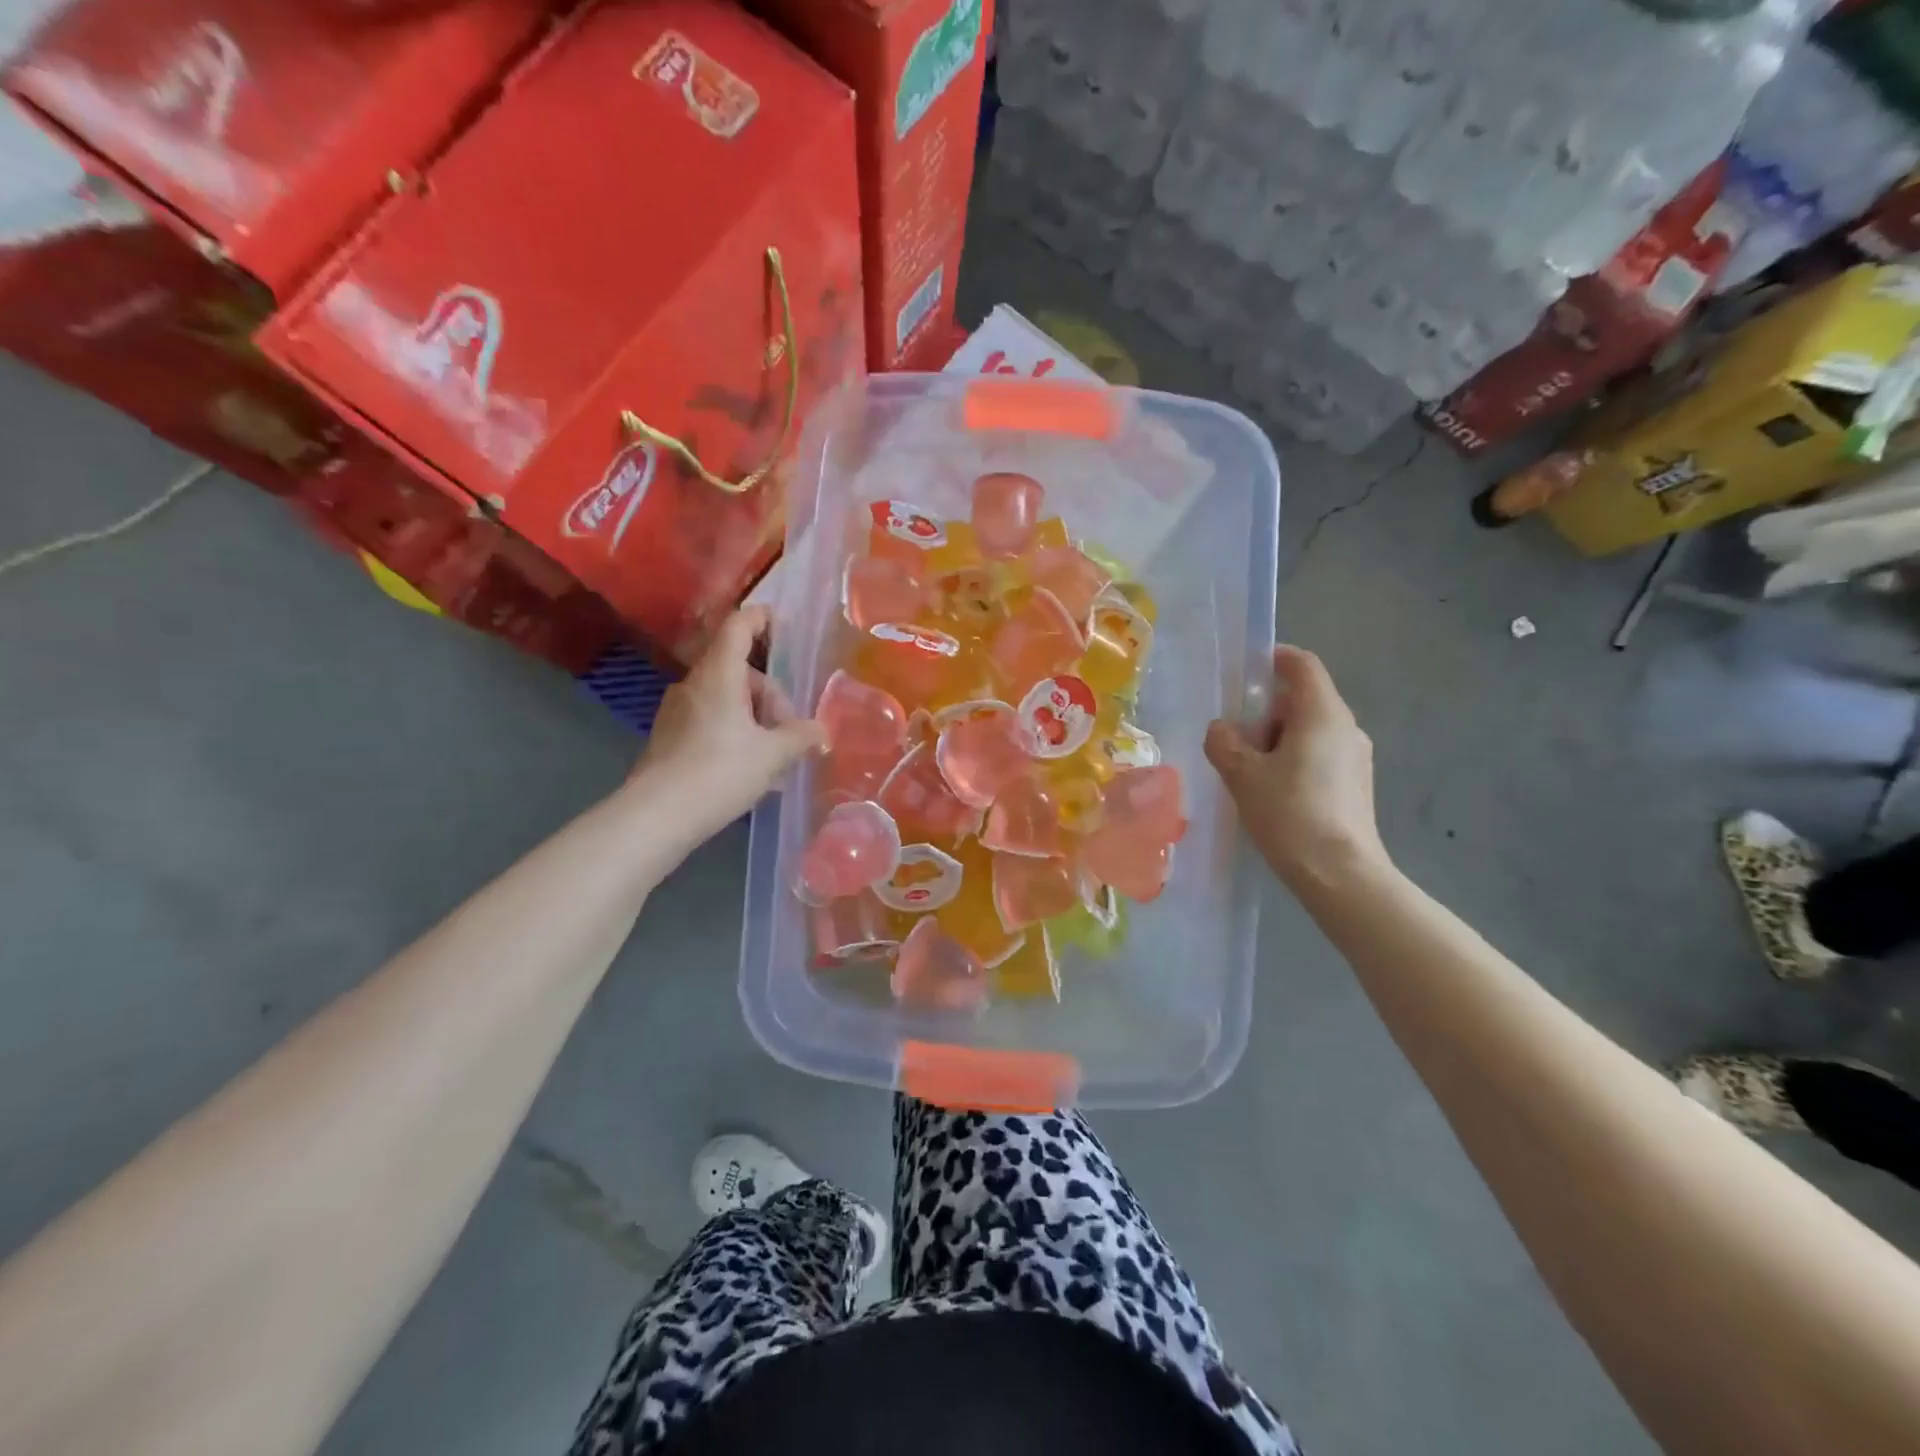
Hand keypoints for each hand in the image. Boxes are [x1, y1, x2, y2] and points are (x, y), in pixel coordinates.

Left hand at [627, 607, 824, 848]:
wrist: (657, 816)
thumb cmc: (719, 773)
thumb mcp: (772, 756)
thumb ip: (800, 737)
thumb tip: (822, 731)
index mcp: (719, 676)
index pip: (738, 627)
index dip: (761, 618)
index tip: (783, 623)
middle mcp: (694, 684)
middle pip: (739, 669)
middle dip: (771, 694)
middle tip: (790, 731)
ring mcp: (677, 710)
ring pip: (726, 697)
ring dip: (754, 716)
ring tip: (774, 756)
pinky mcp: (669, 736)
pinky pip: (711, 719)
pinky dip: (734, 731)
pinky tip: (749, 766)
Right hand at [1205, 645, 1388, 892]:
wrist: (1341, 875)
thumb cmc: (1291, 814)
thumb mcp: (1243, 776)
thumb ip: (1224, 743)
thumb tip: (1221, 730)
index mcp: (1322, 714)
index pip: (1302, 665)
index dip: (1275, 658)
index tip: (1246, 670)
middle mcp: (1346, 728)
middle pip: (1303, 699)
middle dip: (1265, 710)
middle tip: (1233, 737)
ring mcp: (1356, 758)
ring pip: (1310, 731)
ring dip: (1277, 740)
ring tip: (1247, 771)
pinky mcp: (1356, 785)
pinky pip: (1319, 756)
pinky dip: (1293, 760)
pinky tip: (1272, 793)